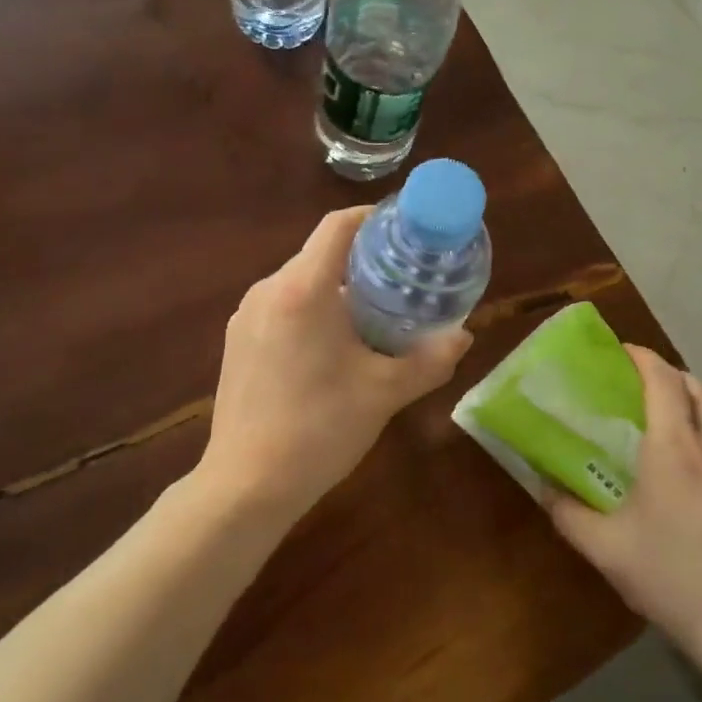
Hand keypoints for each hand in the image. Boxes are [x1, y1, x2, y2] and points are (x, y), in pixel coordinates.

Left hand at [200, 207, 472, 517]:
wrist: (247, 484)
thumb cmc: (320, 429)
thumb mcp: (384, 393)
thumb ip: (430, 360)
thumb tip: (464, 335)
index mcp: (303, 289)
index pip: (338, 226)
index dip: (374, 217)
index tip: (405, 229)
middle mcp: (268, 290)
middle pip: (320, 254)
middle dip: (362, 261)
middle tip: (402, 281)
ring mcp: (245, 316)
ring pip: (299, 282)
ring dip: (336, 289)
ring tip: (373, 315)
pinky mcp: (236, 341)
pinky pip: (280, 307)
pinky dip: (310, 311)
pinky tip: (331, 348)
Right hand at [542, 347, 701, 680]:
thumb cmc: (675, 583)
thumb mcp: (606, 551)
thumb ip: (567, 512)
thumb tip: (541, 485)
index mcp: (675, 451)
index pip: (662, 381)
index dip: (642, 358)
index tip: (622, 352)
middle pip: (699, 388)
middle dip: (670, 375)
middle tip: (643, 385)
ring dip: (700, 402)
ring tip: (678, 419)